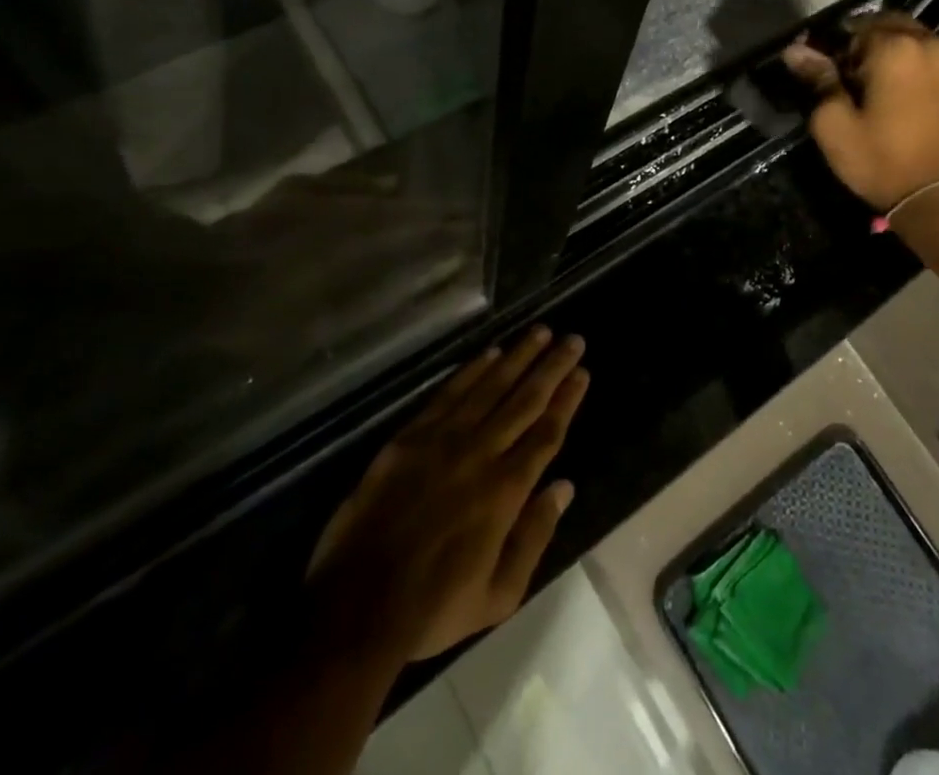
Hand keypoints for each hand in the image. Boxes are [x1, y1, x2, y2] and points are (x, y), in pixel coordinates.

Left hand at [307, 326, 589, 660]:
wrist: (356, 607)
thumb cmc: (433, 608)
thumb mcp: (499, 595)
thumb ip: (534, 536)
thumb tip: (564, 487)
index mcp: (506, 491)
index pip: (546, 433)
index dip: (567, 400)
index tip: (582, 372)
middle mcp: (481, 454)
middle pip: (525, 400)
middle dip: (552, 367)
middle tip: (573, 339)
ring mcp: (443, 441)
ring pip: (490, 387)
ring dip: (518, 357)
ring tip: (540, 332)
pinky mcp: (410, 437)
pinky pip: (448, 394)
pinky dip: (472, 371)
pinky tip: (490, 353)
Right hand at [782, 14, 938, 210]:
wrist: (938, 197)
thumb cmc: (880, 159)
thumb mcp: (834, 123)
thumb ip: (818, 79)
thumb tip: (795, 50)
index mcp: (894, 47)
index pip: (851, 28)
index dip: (831, 47)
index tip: (822, 73)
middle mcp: (926, 43)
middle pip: (883, 24)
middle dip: (860, 43)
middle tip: (845, 78)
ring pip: (907, 37)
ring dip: (885, 50)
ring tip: (869, 85)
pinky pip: (925, 55)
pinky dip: (907, 62)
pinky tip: (894, 92)